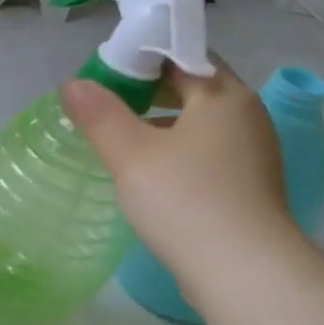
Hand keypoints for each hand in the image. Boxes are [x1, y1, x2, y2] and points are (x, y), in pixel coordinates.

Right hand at [62, 63, 294, 295]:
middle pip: (194, 88)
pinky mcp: (246, 186)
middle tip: (104, 103)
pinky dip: (175, 152)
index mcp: (224, 95)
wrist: (242, 270)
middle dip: (149, 91)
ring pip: (199, 124)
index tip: (105, 72)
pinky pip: (205, 154)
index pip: (184, 54)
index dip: (143, 56)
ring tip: (118, 138)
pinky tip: (147, 173)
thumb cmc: (185, 200)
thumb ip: (100, 115)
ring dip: (161, 124)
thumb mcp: (131, 154)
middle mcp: (246, 116)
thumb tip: (72, 84)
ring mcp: (251, 153)